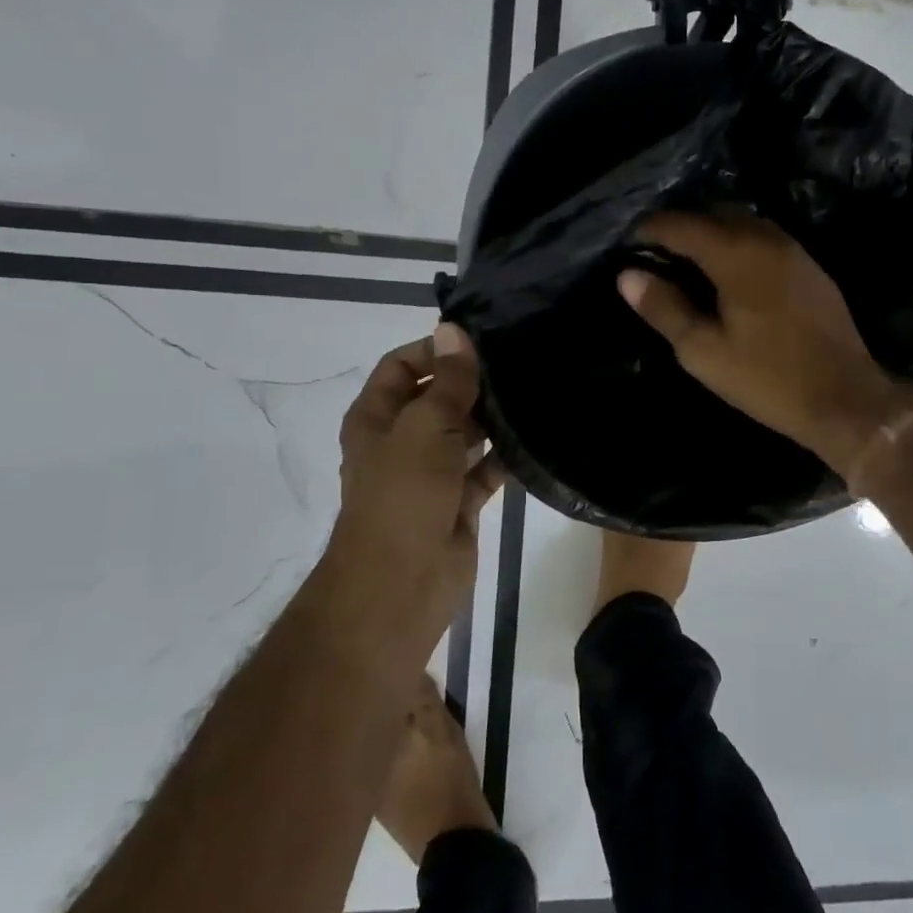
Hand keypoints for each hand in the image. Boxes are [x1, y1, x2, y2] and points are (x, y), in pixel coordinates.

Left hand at [324, 324, 505, 658]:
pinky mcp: (458, 501)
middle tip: (520, 363)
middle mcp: (402, 440)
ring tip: (534, 393)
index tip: (482, 342)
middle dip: (472, 382)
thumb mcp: (425, 428)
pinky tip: (535, 438)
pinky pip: (485, 469)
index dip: (436, 350)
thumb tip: (452, 329)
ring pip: (465, 433)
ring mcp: (431, 473)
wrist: (402, 584)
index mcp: (377, 418)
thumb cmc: (403, 496)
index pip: (403, 366)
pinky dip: (505, 456)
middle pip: (438, 397)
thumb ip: (448, 381)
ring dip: (492, 418)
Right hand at [617, 212, 912, 475]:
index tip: (628, 243)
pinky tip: (729, 277)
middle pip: (715, 213)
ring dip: (713, 234)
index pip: (682, 224)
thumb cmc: (767, 379)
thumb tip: (627, 276)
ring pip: (744, 223)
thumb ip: (664, 308)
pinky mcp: (811, 268)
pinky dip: (738, 245)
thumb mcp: (703, 351)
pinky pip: (764, 239)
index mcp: (736, 254)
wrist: (846, 399)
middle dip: (682, 226)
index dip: (650, 230)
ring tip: (689, 264)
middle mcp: (767, 239)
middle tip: (657, 254)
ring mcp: (794, 251)